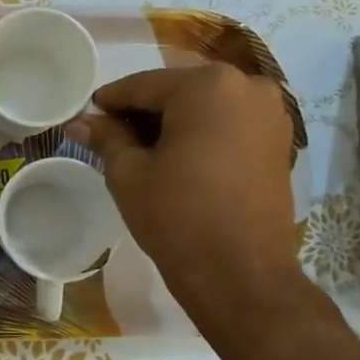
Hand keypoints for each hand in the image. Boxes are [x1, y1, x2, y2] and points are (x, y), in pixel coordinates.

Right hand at [70, 64, 307, 343]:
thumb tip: (79, 122)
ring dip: (174, 121)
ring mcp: (271, 113)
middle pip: (178, 90)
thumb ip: (106, 137)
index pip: (143, 85)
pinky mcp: (280, 141)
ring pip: (206, 105)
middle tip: (112, 135)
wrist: (240, 273)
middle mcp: (247, 86)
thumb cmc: (177, 216)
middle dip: (144, 110)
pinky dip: (202, 132)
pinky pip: (230, 122)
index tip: (86, 116)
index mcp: (207, 85)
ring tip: (144, 150)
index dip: (110, 101)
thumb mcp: (129, 173)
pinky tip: (179, 157)